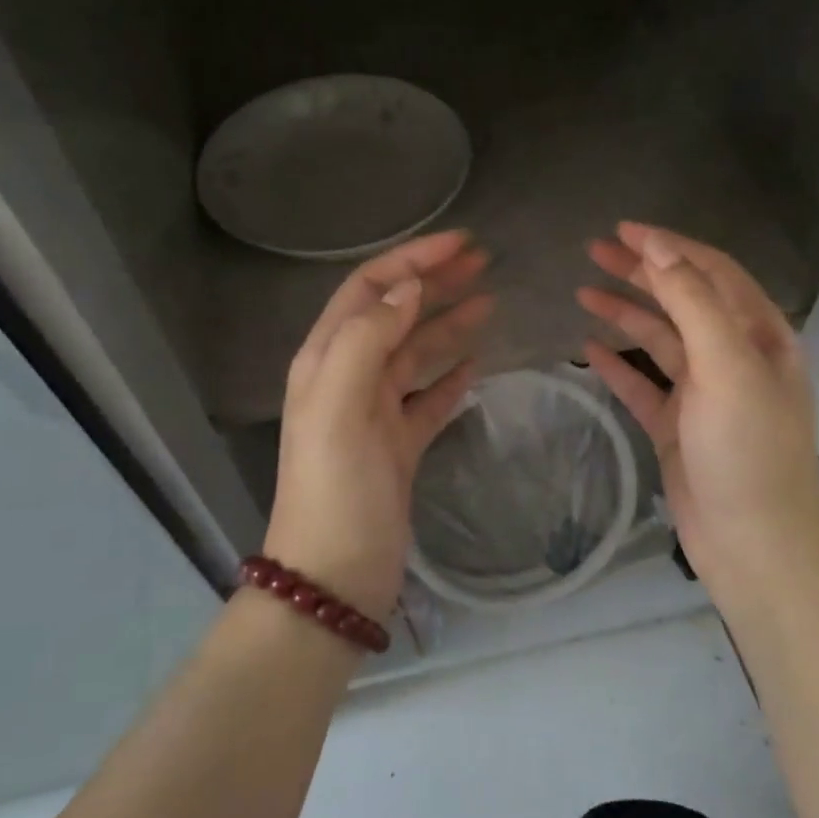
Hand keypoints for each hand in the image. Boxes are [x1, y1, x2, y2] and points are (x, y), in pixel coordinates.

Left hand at [266, 230, 493, 619]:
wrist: (335, 575)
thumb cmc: (336, 486)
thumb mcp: (339, 403)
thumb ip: (367, 338)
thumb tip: (408, 289)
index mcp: (327, 359)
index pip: (370, 289)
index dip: (412, 260)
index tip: (462, 242)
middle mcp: (349, 377)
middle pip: (396, 314)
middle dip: (435, 283)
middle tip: (484, 262)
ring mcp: (375, 413)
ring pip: (417, 353)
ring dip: (449, 324)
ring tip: (490, 302)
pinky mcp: (399, 446)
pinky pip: (429, 398)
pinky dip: (451, 376)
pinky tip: (476, 364)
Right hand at [576, 222, 818, 600]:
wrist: (755, 544)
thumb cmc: (747, 448)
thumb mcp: (726, 364)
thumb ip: (692, 301)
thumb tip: (659, 246)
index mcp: (759, 335)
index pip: (711, 272)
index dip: (668, 246)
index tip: (623, 229)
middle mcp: (734, 357)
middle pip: (682, 300)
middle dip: (641, 272)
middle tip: (594, 250)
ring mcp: (704, 394)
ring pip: (659, 340)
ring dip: (625, 313)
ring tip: (582, 291)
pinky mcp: (678, 427)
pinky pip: (642, 385)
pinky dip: (617, 364)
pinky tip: (588, 348)